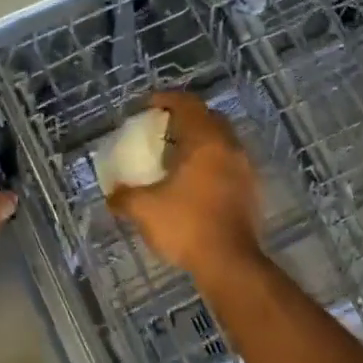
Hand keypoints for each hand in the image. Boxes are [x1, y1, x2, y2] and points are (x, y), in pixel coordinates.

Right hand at [107, 92, 262, 275]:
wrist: (230, 263)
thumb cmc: (187, 225)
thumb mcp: (144, 209)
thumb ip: (124, 197)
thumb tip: (112, 195)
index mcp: (206, 141)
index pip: (188, 104)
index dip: (166, 99)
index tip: (148, 105)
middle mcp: (230, 147)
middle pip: (209, 119)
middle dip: (186, 119)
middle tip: (162, 130)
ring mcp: (245, 169)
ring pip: (222, 142)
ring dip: (200, 143)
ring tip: (176, 158)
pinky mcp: (251, 191)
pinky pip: (229, 164)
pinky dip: (211, 164)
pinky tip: (193, 183)